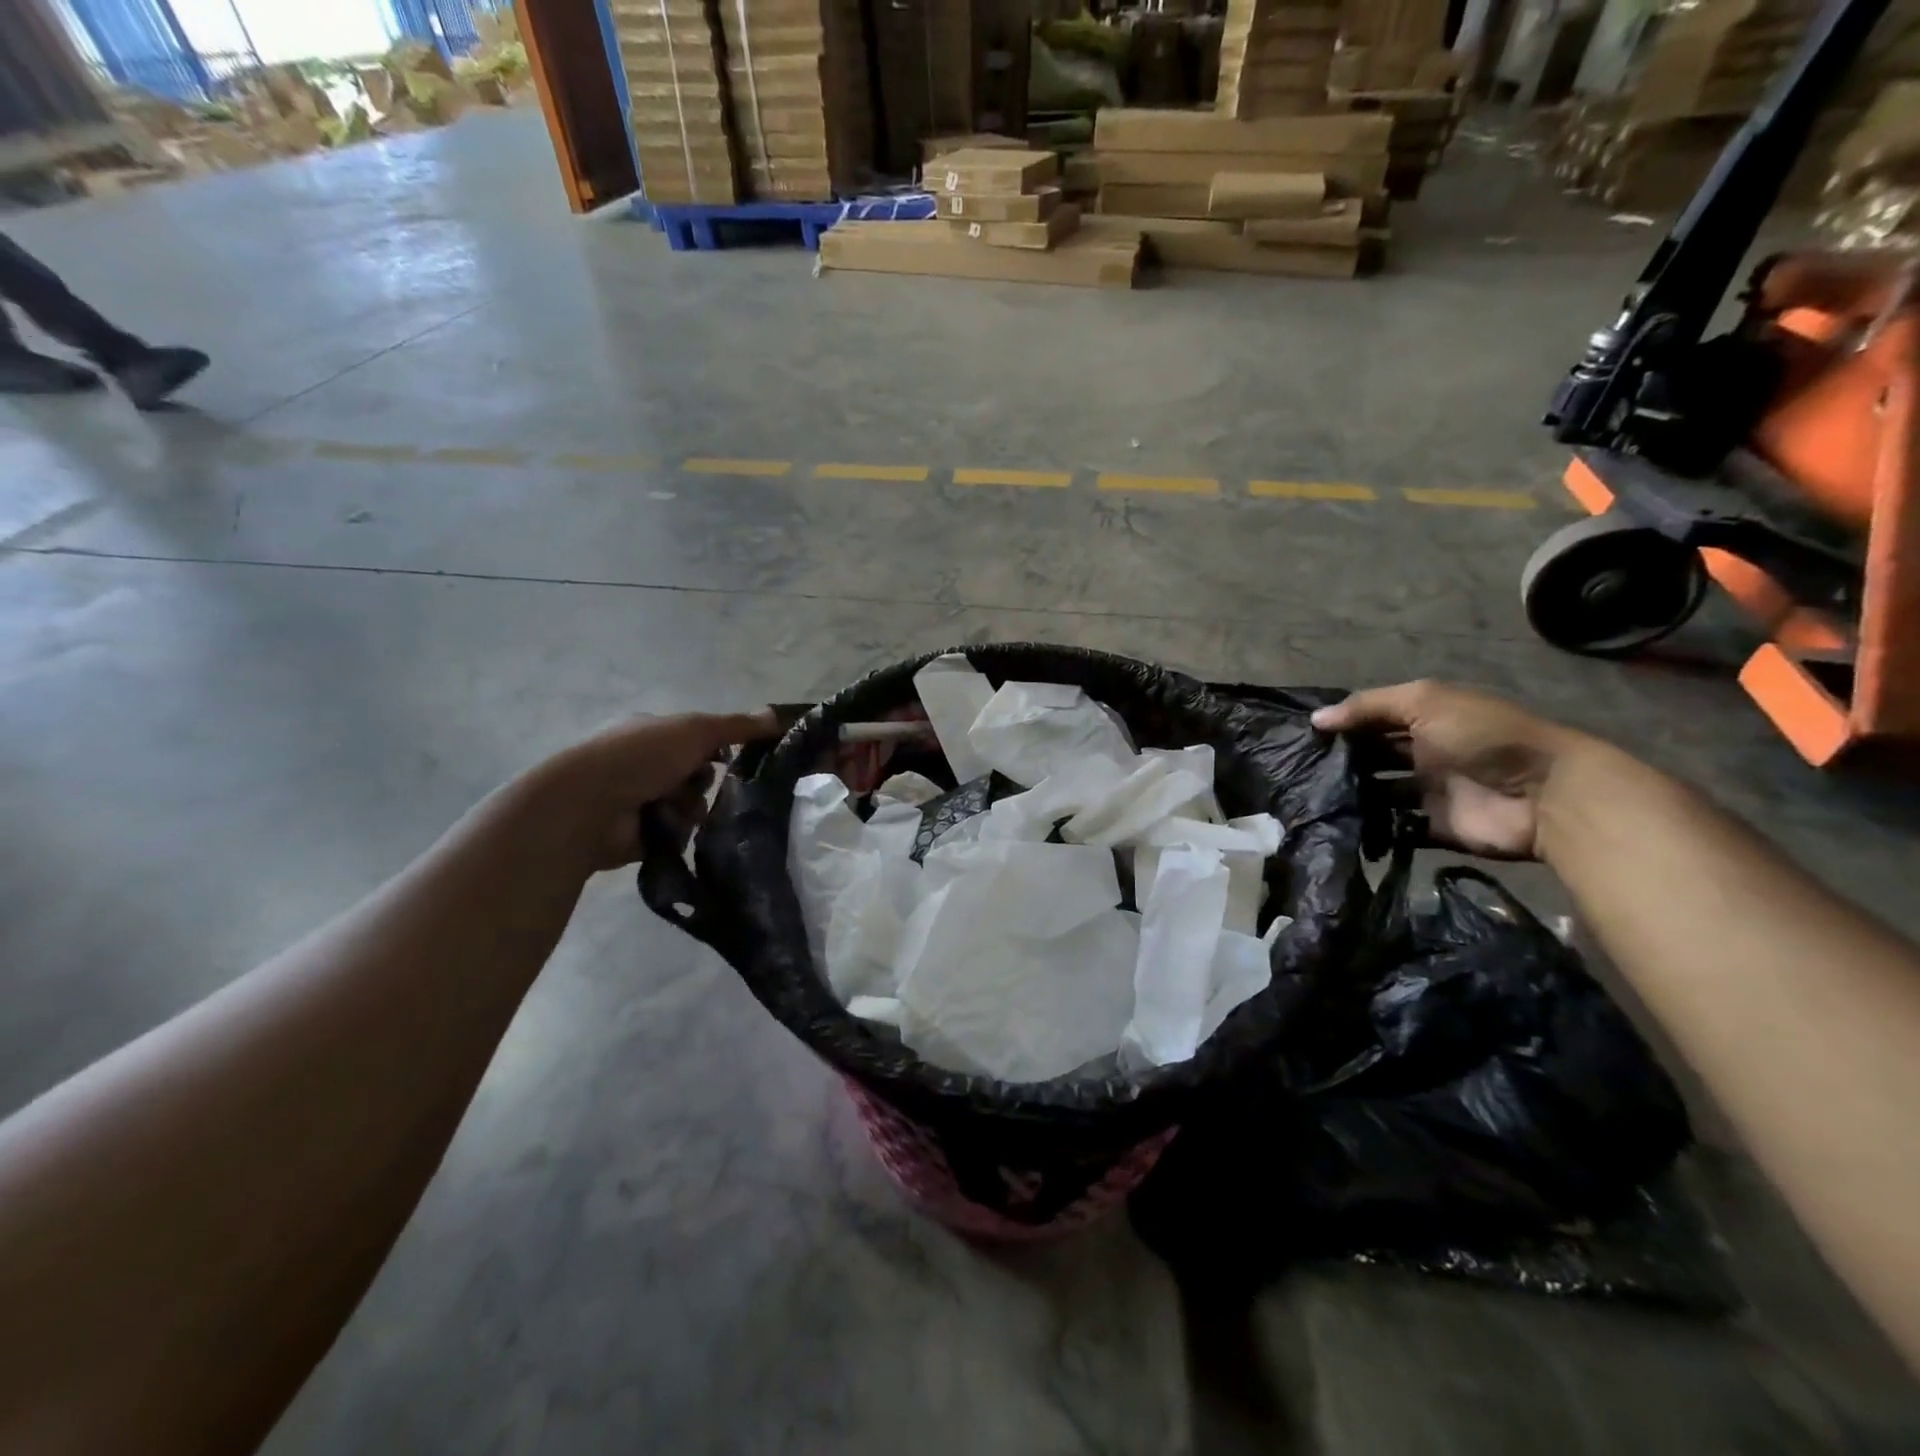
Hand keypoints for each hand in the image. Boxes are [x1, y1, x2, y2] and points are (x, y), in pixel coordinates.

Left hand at [539, 709, 779, 870]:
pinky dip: (676, 831)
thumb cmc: (642, 756)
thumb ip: (738, 726)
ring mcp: (639, 800)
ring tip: (674, 811)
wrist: (590, 806)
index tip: (734, 757)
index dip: (718, 749)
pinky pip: (678, 834)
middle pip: (698, 776)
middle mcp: (644, 765)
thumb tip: (778, 715)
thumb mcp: (696, 729)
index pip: (698, 740)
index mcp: (653, 734)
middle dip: (702, 783)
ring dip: (689, 808)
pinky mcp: (640, 835)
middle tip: (696, 785)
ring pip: (690, 807)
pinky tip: (665, 829)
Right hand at [1311, 682, 1590, 859]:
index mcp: (1424, 720)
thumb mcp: (1425, 702)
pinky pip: (1393, 828)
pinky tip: (1336, 824)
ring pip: (1376, 793)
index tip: (1299, 736)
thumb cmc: (1483, 736)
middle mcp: (1422, 754)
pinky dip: (1370, 828)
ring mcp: (1427, 793)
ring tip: (1307, 799)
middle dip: (1338, 762)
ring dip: (1349, 795)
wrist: (1544, 795)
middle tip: (1295, 770)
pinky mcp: (1432, 828)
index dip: (1340, 725)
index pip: (1372, 720)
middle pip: (1371, 757)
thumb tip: (1316, 720)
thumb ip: (1368, 706)